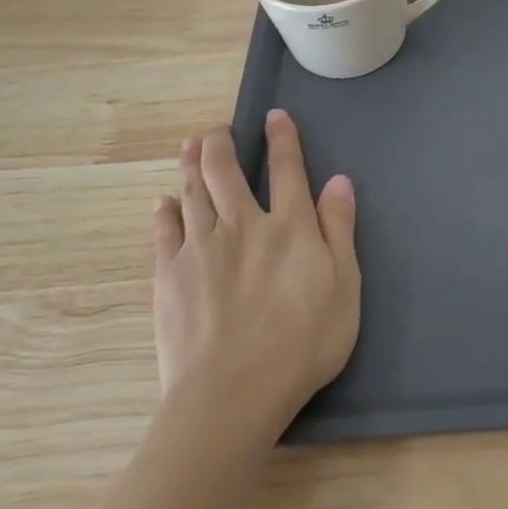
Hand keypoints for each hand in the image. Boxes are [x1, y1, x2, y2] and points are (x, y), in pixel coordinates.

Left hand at [151, 110, 360, 427]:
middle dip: (221, 143)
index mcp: (290, 226)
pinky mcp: (170, 276)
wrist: (233, 392)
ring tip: (191, 144)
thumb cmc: (302, 343)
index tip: (274, 116)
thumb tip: (339, 180)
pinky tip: (163, 203)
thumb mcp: (344, 287)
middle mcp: (243, 224)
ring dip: (191, 163)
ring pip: (193, 192)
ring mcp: (202, 248)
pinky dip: (164, 212)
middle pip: (226, 171)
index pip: (287, 169)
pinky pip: (164, 232)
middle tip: (217, 130)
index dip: (282, 138)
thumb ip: (339, 230)